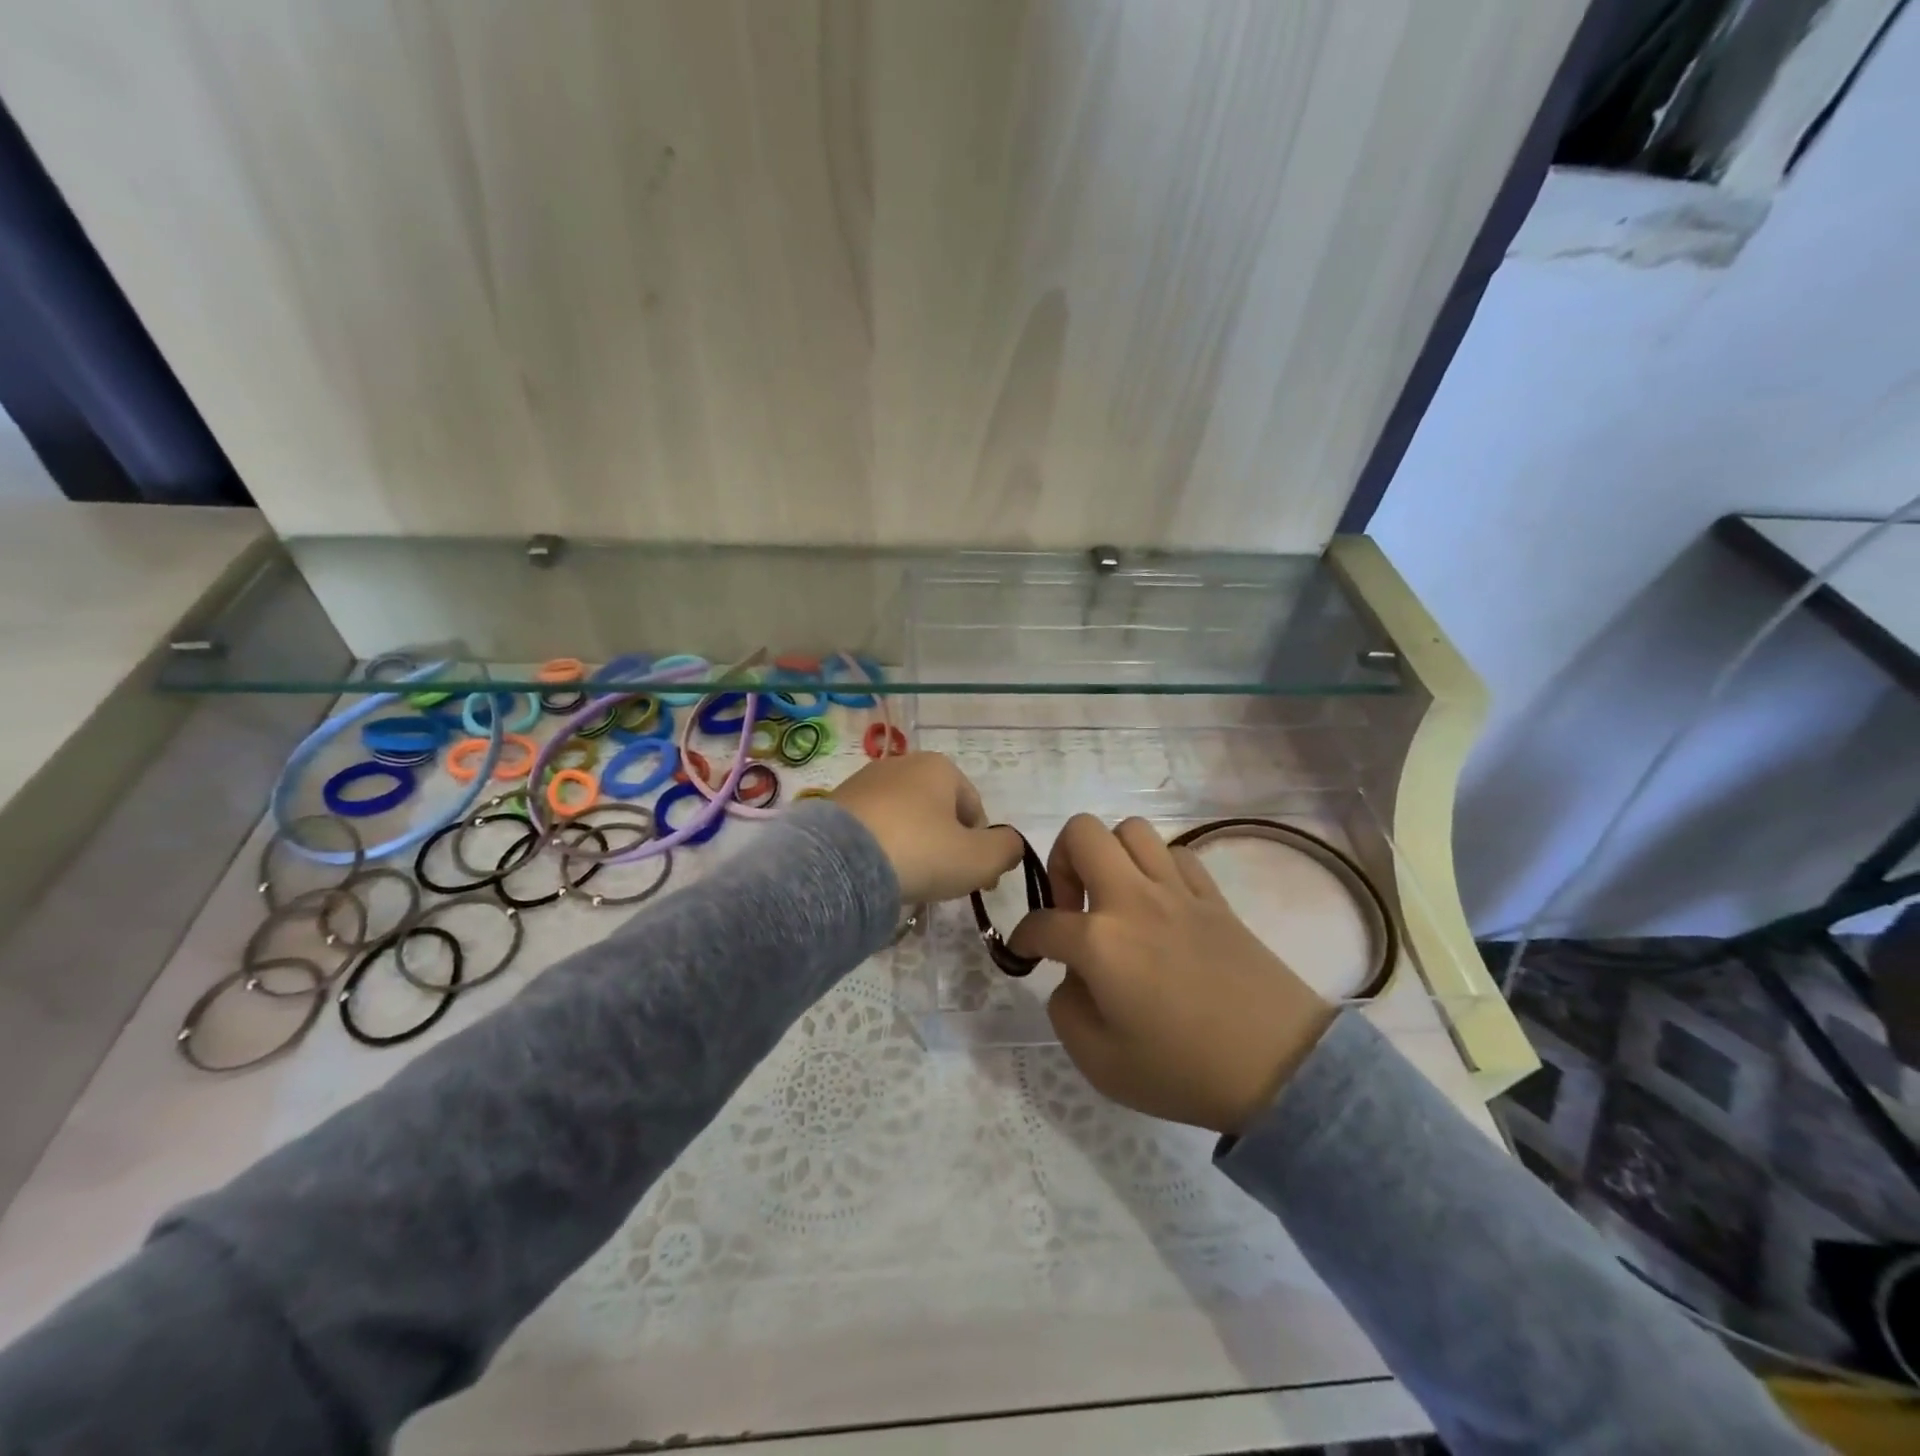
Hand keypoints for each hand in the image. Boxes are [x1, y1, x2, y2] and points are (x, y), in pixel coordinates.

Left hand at [830, 752, 1023, 905]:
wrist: (840, 863)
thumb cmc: (920, 852)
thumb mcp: (980, 858)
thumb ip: (1007, 849)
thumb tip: (1010, 845)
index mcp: (940, 767)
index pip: (975, 809)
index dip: (983, 848)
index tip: (978, 882)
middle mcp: (902, 764)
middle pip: (938, 812)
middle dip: (946, 847)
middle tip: (944, 884)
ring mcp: (864, 782)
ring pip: (904, 820)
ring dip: (914, 848)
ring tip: (909, 882)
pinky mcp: (836, 804)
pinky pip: (873, 829)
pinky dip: (882, 849)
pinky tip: (879, 875)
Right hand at [1008, 814, 1335, 1134]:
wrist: (1282, 1067)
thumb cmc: (1184, 1071)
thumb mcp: (1100, 1063)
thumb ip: (1066, 1011)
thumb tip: (1072, 977)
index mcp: (1100, 942)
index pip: (1042, 922)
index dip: (1024, 937)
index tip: (1026, 951)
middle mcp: (1133, 899)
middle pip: (1082, 833)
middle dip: (1061, 862)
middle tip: (1072, 907)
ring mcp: (1178, 891)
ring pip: (1132, 830)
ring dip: (1110, 855)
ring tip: (1113, 897)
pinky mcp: (1214, 897)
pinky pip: (1176, 853)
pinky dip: (1157, 867)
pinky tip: (1159, 903)